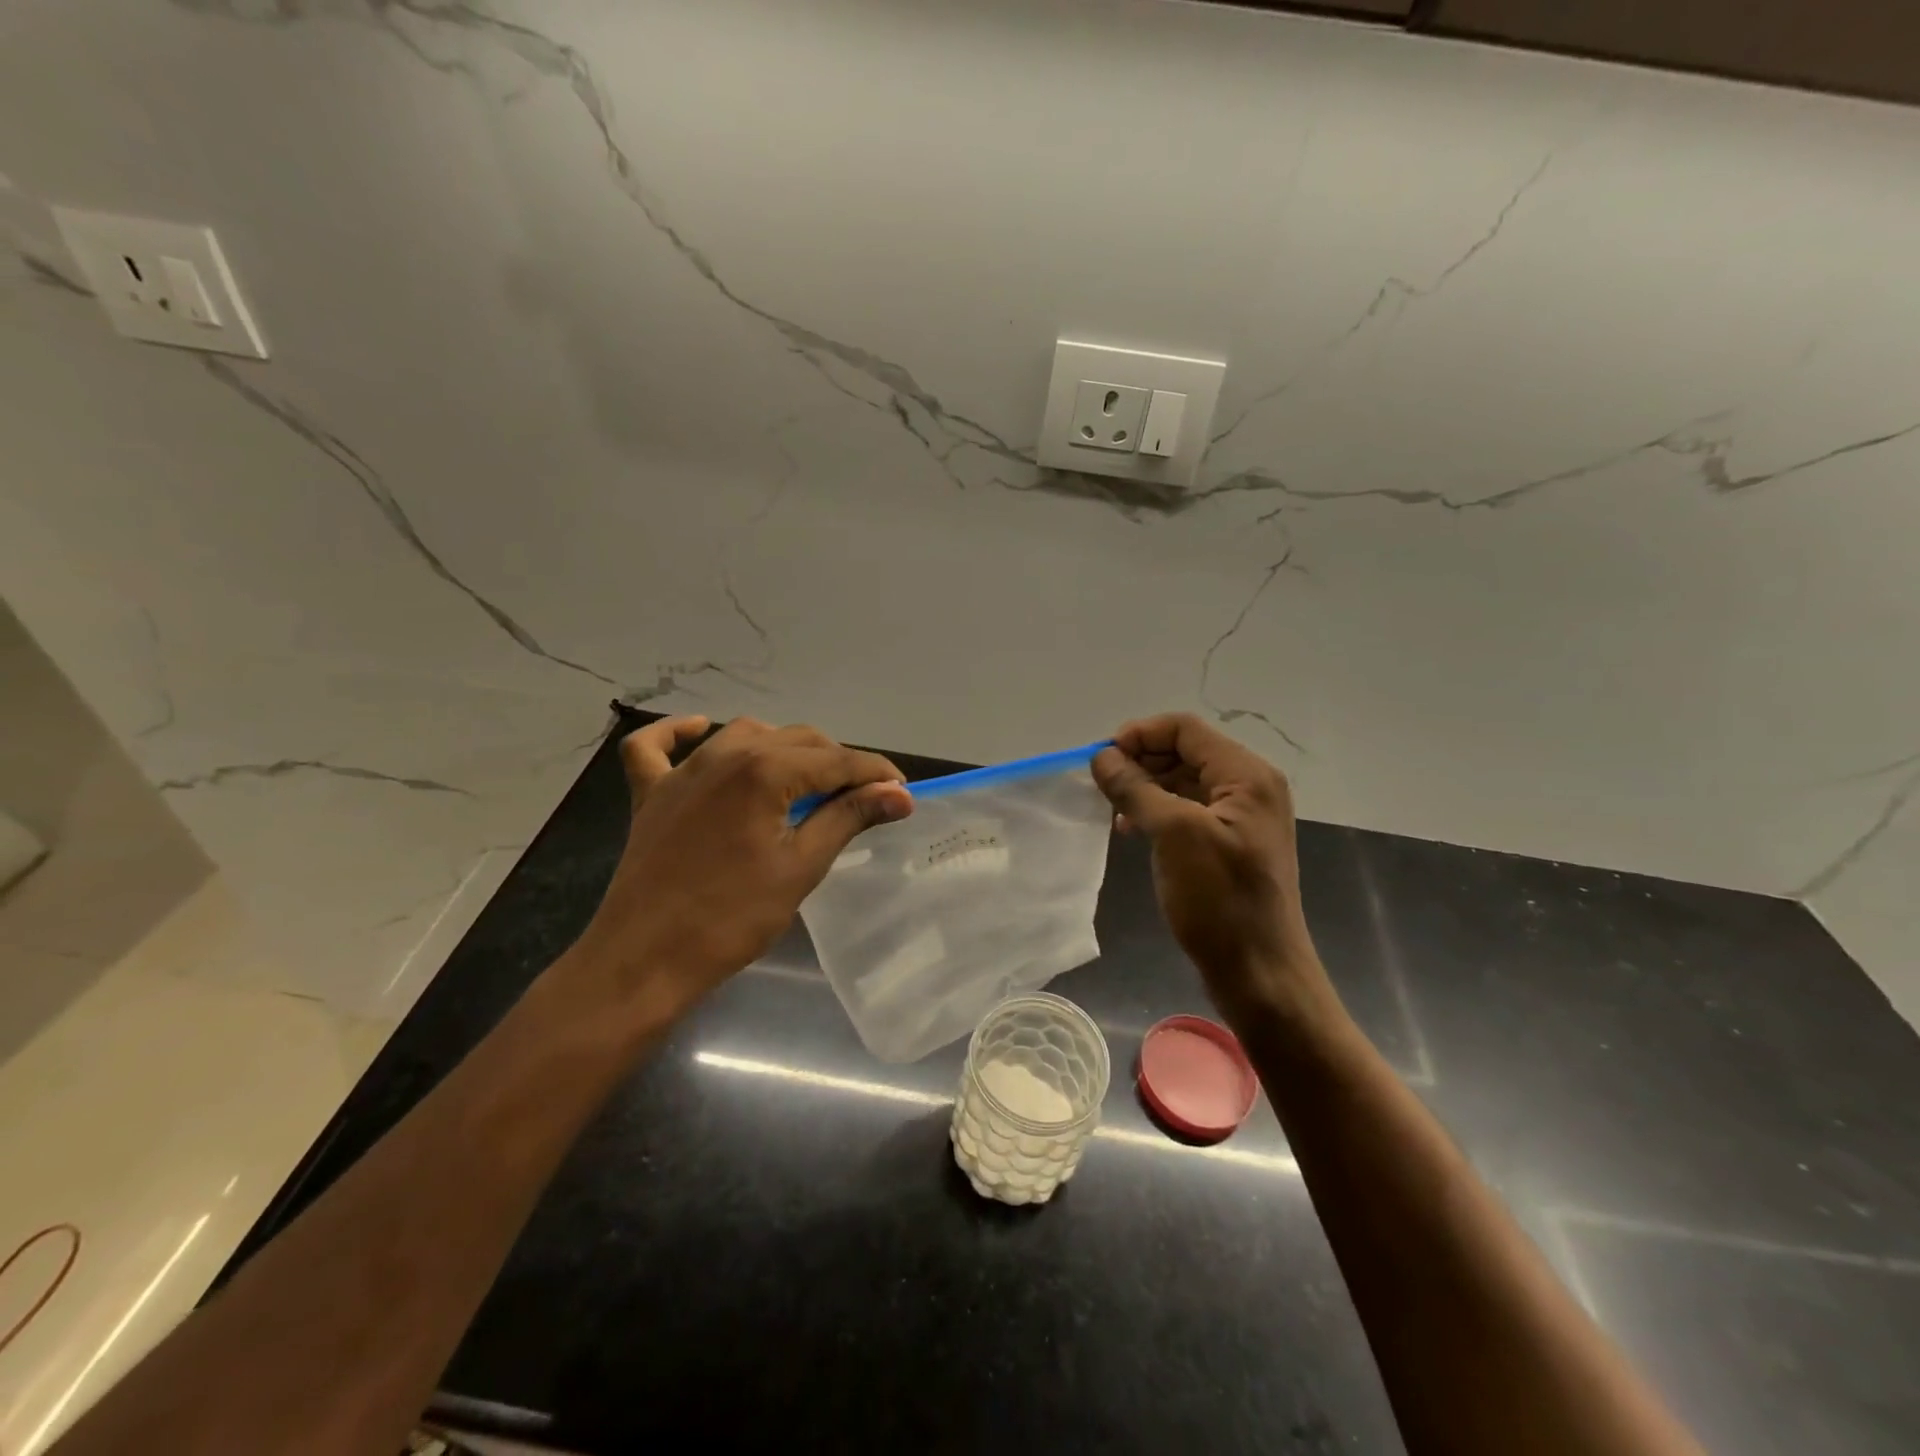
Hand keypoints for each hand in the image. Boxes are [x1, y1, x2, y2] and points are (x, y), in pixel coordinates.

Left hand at [571, 715, 912, 1019]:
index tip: (901, 791)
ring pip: (744, 734)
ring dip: (781, 747)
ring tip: (804, 779)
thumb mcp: (801, 867)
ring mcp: (682, 770)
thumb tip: (899, 794)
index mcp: (764, 771)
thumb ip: (849, 818)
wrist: (644, 961)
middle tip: (862, 798)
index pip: (835, 760)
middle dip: (837, 762)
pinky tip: (697, 729)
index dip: (874, 773)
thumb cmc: (732, 918)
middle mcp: (724, 754)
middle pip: (797, 740)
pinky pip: (656, 747)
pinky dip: (677, 733)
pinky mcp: (651, 792)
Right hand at [1092, 713, 1329, 1030]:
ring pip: (1182, 781)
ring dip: (1144, 786)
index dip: (1139, 735)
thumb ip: (1136, 788)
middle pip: (1184, 751)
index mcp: (1246, 775)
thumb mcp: (1174, 835)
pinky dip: (1156, 811)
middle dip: (1139, 760)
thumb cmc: (1219, 900)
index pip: (1185, 729)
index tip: (1100, 760)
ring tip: (1110, 808)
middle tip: (1100, 785)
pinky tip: (1130, 829)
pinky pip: (1187, 810)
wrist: (1259, 973)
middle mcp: (1248, 787)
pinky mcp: (1229, 843)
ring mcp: (1240, 817)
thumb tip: (1101, 756)